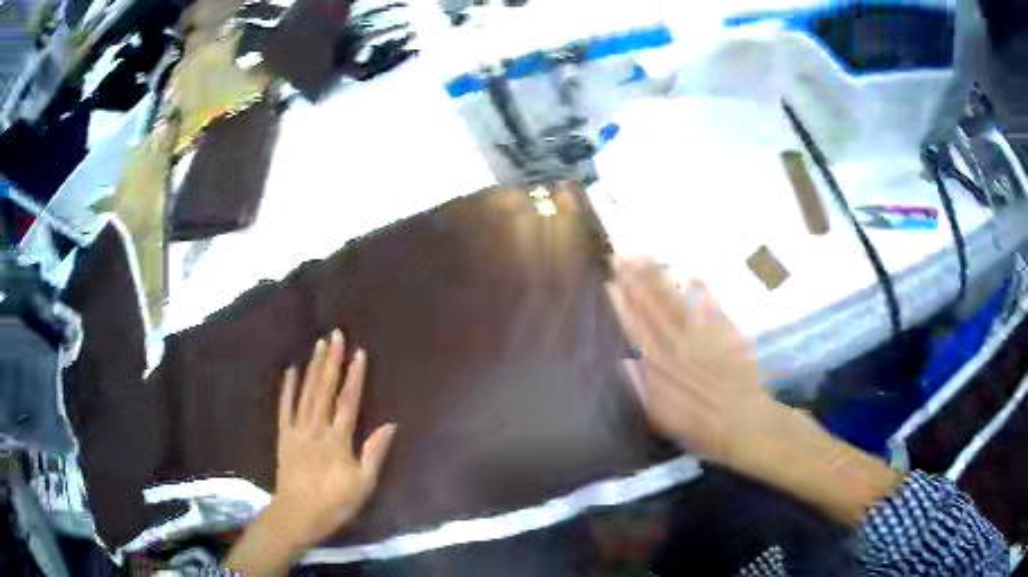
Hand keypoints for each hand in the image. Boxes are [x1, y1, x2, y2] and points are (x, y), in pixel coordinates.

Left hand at [271, 329, 396, 548]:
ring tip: (318, 345)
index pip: (348, 402)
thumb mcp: (363, 486)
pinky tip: (290, 370)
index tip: (359, 353)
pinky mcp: (284, 436)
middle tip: (335, 335)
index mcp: (337, 441)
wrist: (296, 515)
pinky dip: (287, 388)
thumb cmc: (334, 503)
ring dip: (313, 368)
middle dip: (331, 361)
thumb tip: (390, 425)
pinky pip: (284, 408)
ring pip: (305, 394)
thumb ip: (374, 454)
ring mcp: (297, 431)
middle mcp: (316, 429)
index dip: (354, 377)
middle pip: (324, 390)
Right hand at [605, 257, 783, 462]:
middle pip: (654, 308)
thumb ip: (642, 390)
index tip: (610, 283)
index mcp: (662, 368)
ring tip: (644, 258)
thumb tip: (621, 364)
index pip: (638, 329)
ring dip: (659, 279)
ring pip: (677, 302)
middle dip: (635, 281)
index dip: (623, 305)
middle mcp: (680, 346)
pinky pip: (710, 306)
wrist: (745, 423)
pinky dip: (699, 290)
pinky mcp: (726, 333)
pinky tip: (689, 274)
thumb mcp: (663, 419)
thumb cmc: (701, 427)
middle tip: (620, 257)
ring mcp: (705, 336)